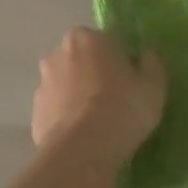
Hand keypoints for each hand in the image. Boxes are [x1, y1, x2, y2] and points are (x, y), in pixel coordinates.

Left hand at [32, 28, 166, 161]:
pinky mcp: (34, 112)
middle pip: (82, 61)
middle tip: (114, 101)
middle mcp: (57, 53)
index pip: (106, 43)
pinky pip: (56, 110)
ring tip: (97, 123)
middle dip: (94, 75)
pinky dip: (66, 118)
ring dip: (77, 96)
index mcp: (86, 38)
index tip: (130, 83)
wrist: (82, 149)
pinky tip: (81, 137)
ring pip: (65, 85)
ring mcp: (42, 83)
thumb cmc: (122, 108)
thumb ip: (151, 64)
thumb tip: (145, 57)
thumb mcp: (153, 86)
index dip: (120, 62)